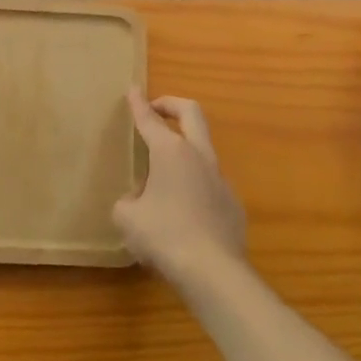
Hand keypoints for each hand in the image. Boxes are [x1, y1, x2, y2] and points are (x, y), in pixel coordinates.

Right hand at [114, 90, 247, 289]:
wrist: (213, 272)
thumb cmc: (163, 237)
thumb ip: (128, 201)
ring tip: (162, 176)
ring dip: (183, 150)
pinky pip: (209, 183)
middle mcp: (199, 156)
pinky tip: (182, 211)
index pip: (150, 119)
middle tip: (156, 108)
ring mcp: (220, 179)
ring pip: (202, 150)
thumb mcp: (127, 218)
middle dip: (172, 105)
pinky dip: (193, 184)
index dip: (139, 103)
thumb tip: (138, 200)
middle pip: (191, 114)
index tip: (133, 89)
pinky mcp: (232, 204)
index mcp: (170, 152)